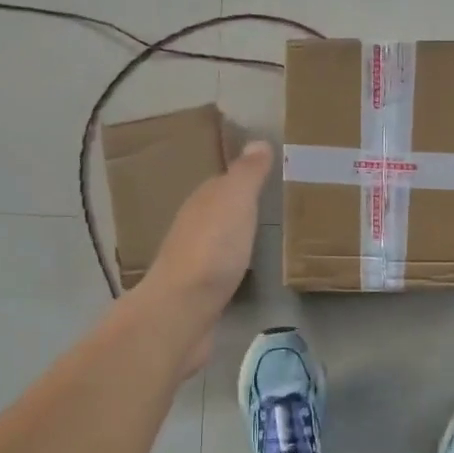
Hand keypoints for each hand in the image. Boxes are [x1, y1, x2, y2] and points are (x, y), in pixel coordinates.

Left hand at [139, 141, 272, 369]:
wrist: (182, 311)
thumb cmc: (212, 249)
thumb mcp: (235, 201)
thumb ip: (247, 174)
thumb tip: (257, 141)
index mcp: (201, 203)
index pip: (222, 183)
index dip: (243, 179)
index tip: (269, 177)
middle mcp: (192, 228)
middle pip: (217, 212)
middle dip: (238, 209)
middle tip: (271, 207)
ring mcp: (193, 263)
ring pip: (217, 242)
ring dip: (234, 238)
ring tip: (263, 238)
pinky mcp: (198, 294)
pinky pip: (219, 271)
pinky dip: (232, 266)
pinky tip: (245, 272)